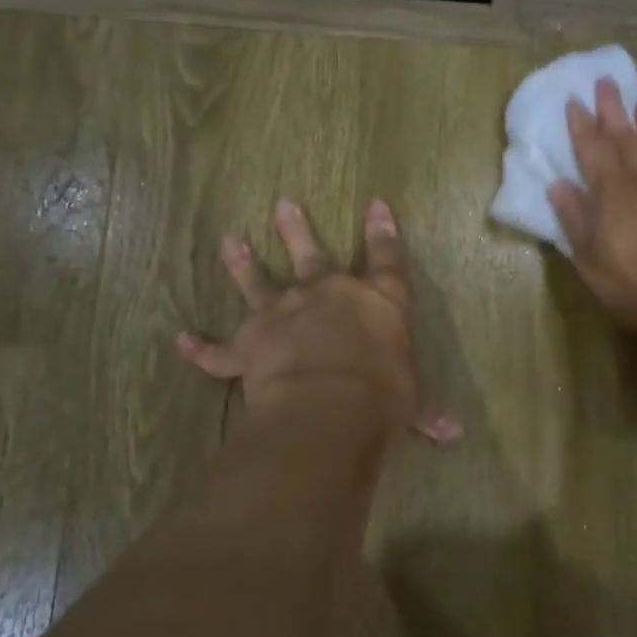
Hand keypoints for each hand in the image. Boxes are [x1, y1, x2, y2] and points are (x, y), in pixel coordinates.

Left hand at [176, 198, 460, 442]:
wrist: (330, 408)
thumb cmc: (383, 397)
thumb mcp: (412, 401)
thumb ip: (426, 411)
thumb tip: (454, 432)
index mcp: (377, 302)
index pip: (386, 259)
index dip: (384, 232)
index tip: (377, 205)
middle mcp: (328, 296)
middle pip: (313, 254)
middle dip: (298, 229)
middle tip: (283, 203)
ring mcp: (284, 316)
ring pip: (259, 284)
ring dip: (244, 265)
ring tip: (230, 242)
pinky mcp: (250, 346)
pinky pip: (219, 351)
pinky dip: (200, 348)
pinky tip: (181, 340)